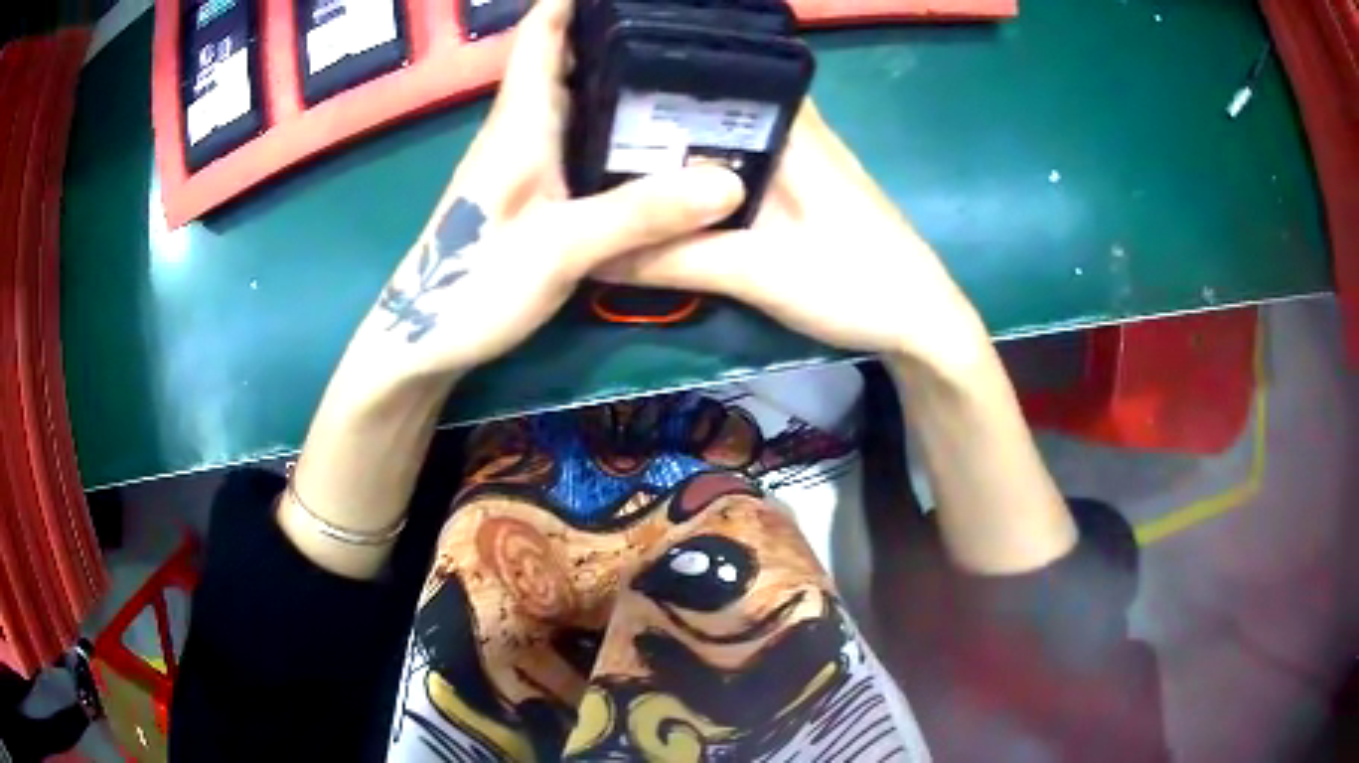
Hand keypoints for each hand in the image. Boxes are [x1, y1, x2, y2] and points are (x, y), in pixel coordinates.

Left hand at [342, 0, 744, 395]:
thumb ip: (638, 213)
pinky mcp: (536, 190)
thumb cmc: (472, 286)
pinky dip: (619, 123)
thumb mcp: (559, 248)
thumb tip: (727, 181)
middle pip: (568, 57)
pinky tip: (660, 134)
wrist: (424, 341)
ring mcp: (528, 160)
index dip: (572, 0)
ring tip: (689, 65)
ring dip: (622, 74)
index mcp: (520, 120)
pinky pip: (583, 137)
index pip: (541, 34)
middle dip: (617, 29)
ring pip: (578, 97)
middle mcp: (524, 127)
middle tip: (684, 28)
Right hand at [598, 101, 989, 375]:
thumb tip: (591, 254)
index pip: (716, 73)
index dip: (657, 77)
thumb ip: (672, 261)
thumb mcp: (757, 273)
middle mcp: (797, 126)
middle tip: (590, 129)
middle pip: (713, 101)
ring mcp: (803, 155)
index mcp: (790, 125)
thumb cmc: (854, 285)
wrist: (921, 324)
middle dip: (654, 113)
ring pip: (726, 133)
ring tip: (612, 153)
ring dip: (679, 145)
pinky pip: (741, 163)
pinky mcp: (804, 185)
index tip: (601, 88)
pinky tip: (669, 189)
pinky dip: (705, 173)